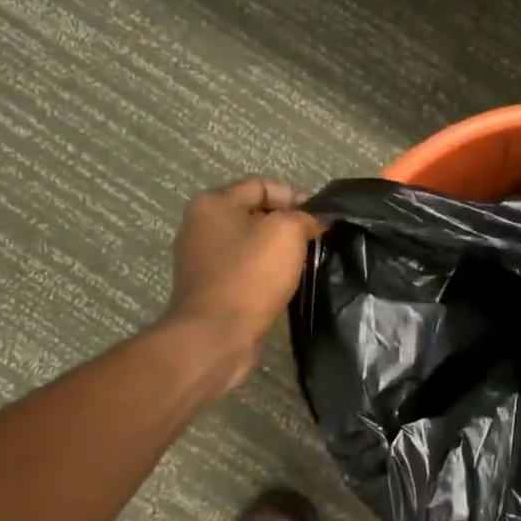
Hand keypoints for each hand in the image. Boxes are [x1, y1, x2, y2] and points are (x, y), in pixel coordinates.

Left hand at [164, 178, 321, 388]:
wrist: (216, 336)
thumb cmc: (250, 275)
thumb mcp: (287, 232)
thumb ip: (305, 216)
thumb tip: (316, 219)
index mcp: (213, 203)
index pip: (262, 185)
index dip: (295, 196)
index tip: (319, 219)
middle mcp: (201, 226)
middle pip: (255, 214)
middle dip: (288, 224)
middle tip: (315, 241)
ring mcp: (202, 260)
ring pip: (251, 244)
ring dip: (278, 251)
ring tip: (303, 264)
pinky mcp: (209, 288)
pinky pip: (244, 270)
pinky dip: (265, 273)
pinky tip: (284, 285)